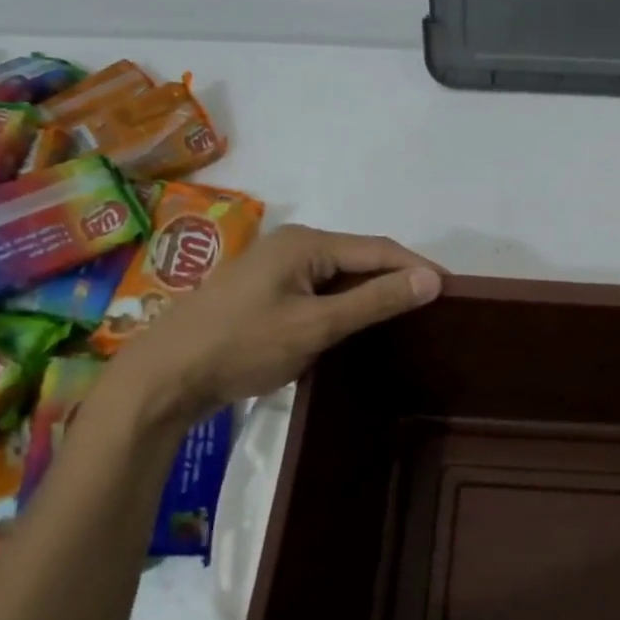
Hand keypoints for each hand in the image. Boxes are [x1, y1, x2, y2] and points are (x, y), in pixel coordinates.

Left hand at [102, 225, 442, 427]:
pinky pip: (320, 290)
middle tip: (434, 308)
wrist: (166, 376)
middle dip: (397, 279)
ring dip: (372, 293)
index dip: (419, 267)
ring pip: (340, 276)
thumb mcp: (317, 325)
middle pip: (360, 258)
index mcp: (307, 243)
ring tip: (407, 317)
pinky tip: (359, 324)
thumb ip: (375, 300)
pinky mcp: (266, 291)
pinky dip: (345, 304)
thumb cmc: (243, 345)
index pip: (379, 249)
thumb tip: (432, 279)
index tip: (453, 290)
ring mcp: (276, 267)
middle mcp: (293, 244)